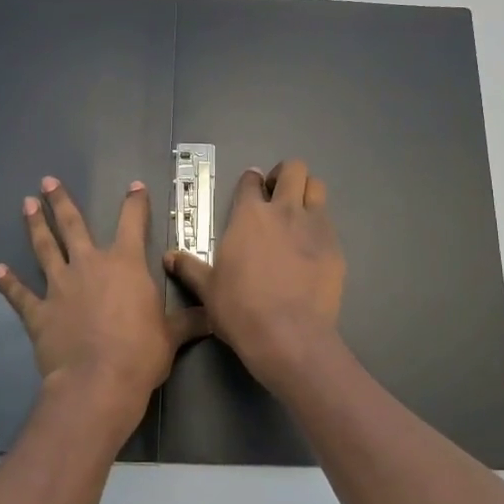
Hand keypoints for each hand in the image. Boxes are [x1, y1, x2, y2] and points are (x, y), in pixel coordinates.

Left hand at [0, 177, 208, 443]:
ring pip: (44, 248)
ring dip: (35, 226)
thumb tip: (214, 315)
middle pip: (73, 226)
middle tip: (48, 181)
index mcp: (126, 264)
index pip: (132, 223)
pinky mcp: (39, 312)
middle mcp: (90, 265)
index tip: (134, 186)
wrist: (98, 382)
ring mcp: (60, 287)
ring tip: (27, 204)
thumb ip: (190, 320)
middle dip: (61, 201)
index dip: (135, 203)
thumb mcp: (173, 335)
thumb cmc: (141, 353)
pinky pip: (20, 294)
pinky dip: (8, 282)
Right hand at [164, 160, 344, 385]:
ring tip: (298, 212)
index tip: (251, 188)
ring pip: (317, 188)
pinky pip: (329, 223)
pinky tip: (312, 247)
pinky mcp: (335, 247)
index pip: (251, 181)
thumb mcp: (207, 289)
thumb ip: (190, 268)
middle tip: (277, 193)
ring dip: (307, 192)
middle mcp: (284, 211)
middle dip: (285, 175)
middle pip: (293, 169)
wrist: (288, 335)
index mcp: (249, 215)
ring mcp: (314, 227)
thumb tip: (169, 257)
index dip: (251, 181)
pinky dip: (320, 226)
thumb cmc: (240, 309)